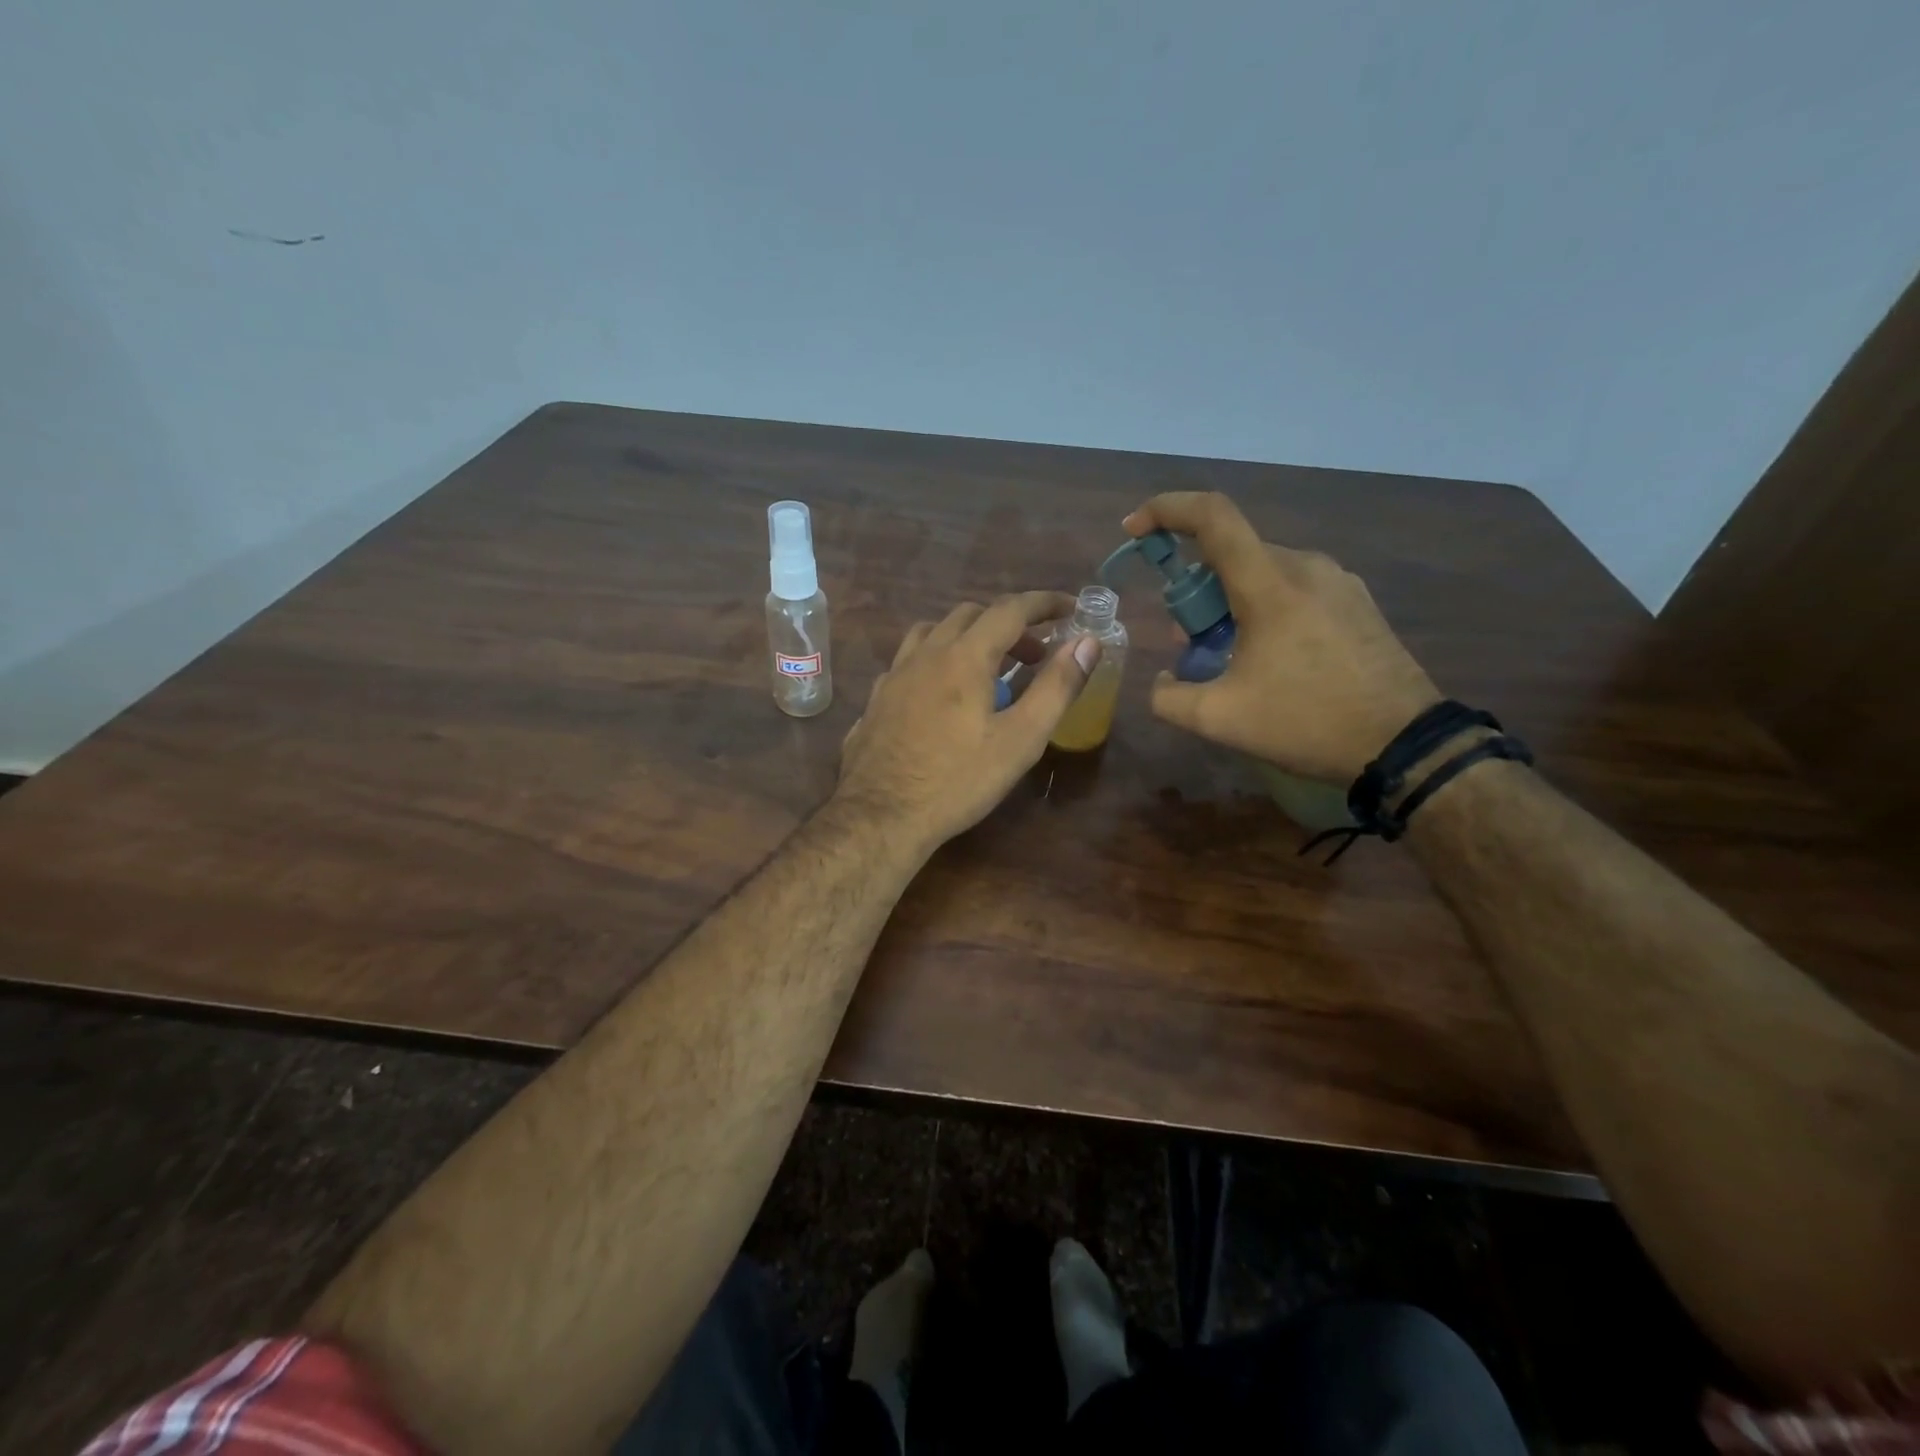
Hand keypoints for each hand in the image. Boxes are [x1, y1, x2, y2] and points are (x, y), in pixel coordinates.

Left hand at [837, 591, 1099, 850]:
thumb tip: (1087, 643)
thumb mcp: (1020, 740)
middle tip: (1035, 656)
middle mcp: (925, 654)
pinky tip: (942, 694)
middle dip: (1009, 625)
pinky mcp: (876, 700)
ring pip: (933, 633)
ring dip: (968, 637)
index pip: (1010, 610)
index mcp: (964, 657)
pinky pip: (910, 661)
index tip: (1071, 608)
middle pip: (970, 615)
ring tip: (988, 669)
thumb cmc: (958, 781)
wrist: (879, 817)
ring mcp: (894, 675)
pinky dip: (937, 660)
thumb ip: (1056, 688)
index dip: (1044, 603)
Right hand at [1124, 491, 1439, 782]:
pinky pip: (1293, 587)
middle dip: (1195, 589)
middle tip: (1187, 638)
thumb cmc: (1306, 722)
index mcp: (1270, 584)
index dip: (1166, 510)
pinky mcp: (1356, 601)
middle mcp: (1305, 566)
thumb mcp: (1219, 720)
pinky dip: (1263, 608)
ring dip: (1229, 601)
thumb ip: (1169, 698)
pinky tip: (1269, 656)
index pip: (1212, 517)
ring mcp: (1337, 581)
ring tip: (1228, 654)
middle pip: (1231, 554)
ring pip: (1262, 571)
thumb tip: (1161, 682)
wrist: (1403, 744)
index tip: (1135, 529)